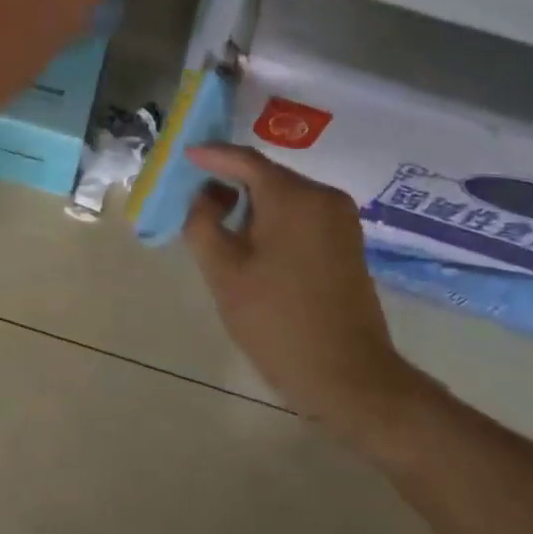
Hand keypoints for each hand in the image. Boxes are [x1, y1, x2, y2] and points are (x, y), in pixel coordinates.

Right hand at [183, 144, 435, 440]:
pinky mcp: (346, 243)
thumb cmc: (277, 322)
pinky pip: (300, 215)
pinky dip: (272, 218)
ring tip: (215, 217)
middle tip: (193, 192)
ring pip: (284, 196)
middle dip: (229, 180)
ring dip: (250, 202)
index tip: (183, 156)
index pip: (245, 160)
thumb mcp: (224, 273)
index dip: (211, 156)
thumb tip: (203, 196)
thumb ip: (203, 223)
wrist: (348, 377)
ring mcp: (340, 220)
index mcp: (294, 197)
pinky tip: (249, 237)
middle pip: (267, 176)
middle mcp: (323, 197)